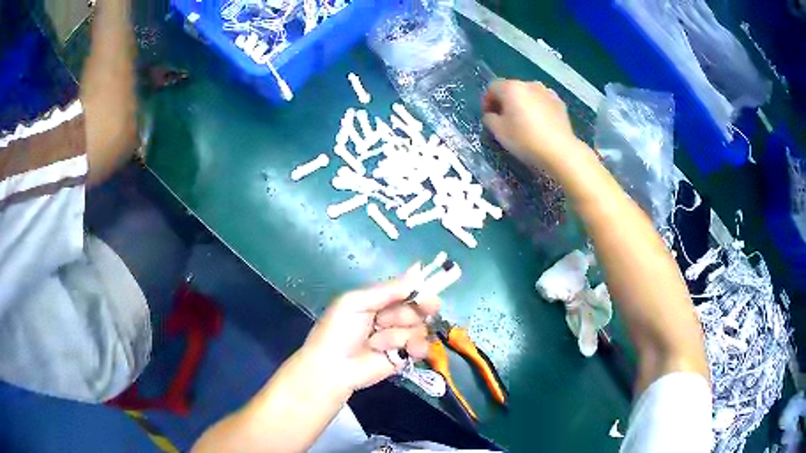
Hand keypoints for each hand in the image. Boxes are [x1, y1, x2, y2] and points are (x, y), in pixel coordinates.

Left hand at [300, 267, 439, 392]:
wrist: (333, 368)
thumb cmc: (339, 331)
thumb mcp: (357, 302)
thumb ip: (389, 289)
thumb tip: (419, 269)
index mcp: (378, 300)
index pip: (407, 289)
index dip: (419, 291)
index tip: (427, 296)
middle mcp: (391, 316)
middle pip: (418, 308)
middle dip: (408, 314)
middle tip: (389, 321)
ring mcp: (399, 337)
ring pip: (420, 327)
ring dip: (401, 334)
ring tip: (378, 343)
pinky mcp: (405, 356)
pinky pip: (422, 346)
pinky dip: (416, 347)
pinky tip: (404, 351)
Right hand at [482, 79, 581, 172]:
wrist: (559, 150)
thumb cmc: (525, 139)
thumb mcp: (498, 132)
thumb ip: (489, 119)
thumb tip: (491, 115)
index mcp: (511, 87)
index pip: (492, 87)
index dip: (487, 101)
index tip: (489, 117)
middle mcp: (529, 84)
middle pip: (511, 89)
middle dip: (505, 102)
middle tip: (505, 121)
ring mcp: (547, 92)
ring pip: (528, 94)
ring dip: (522, 104)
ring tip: (524, 122)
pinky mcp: (559, 103)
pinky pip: (542, 102)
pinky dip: (538, 109)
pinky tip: (540, 124)